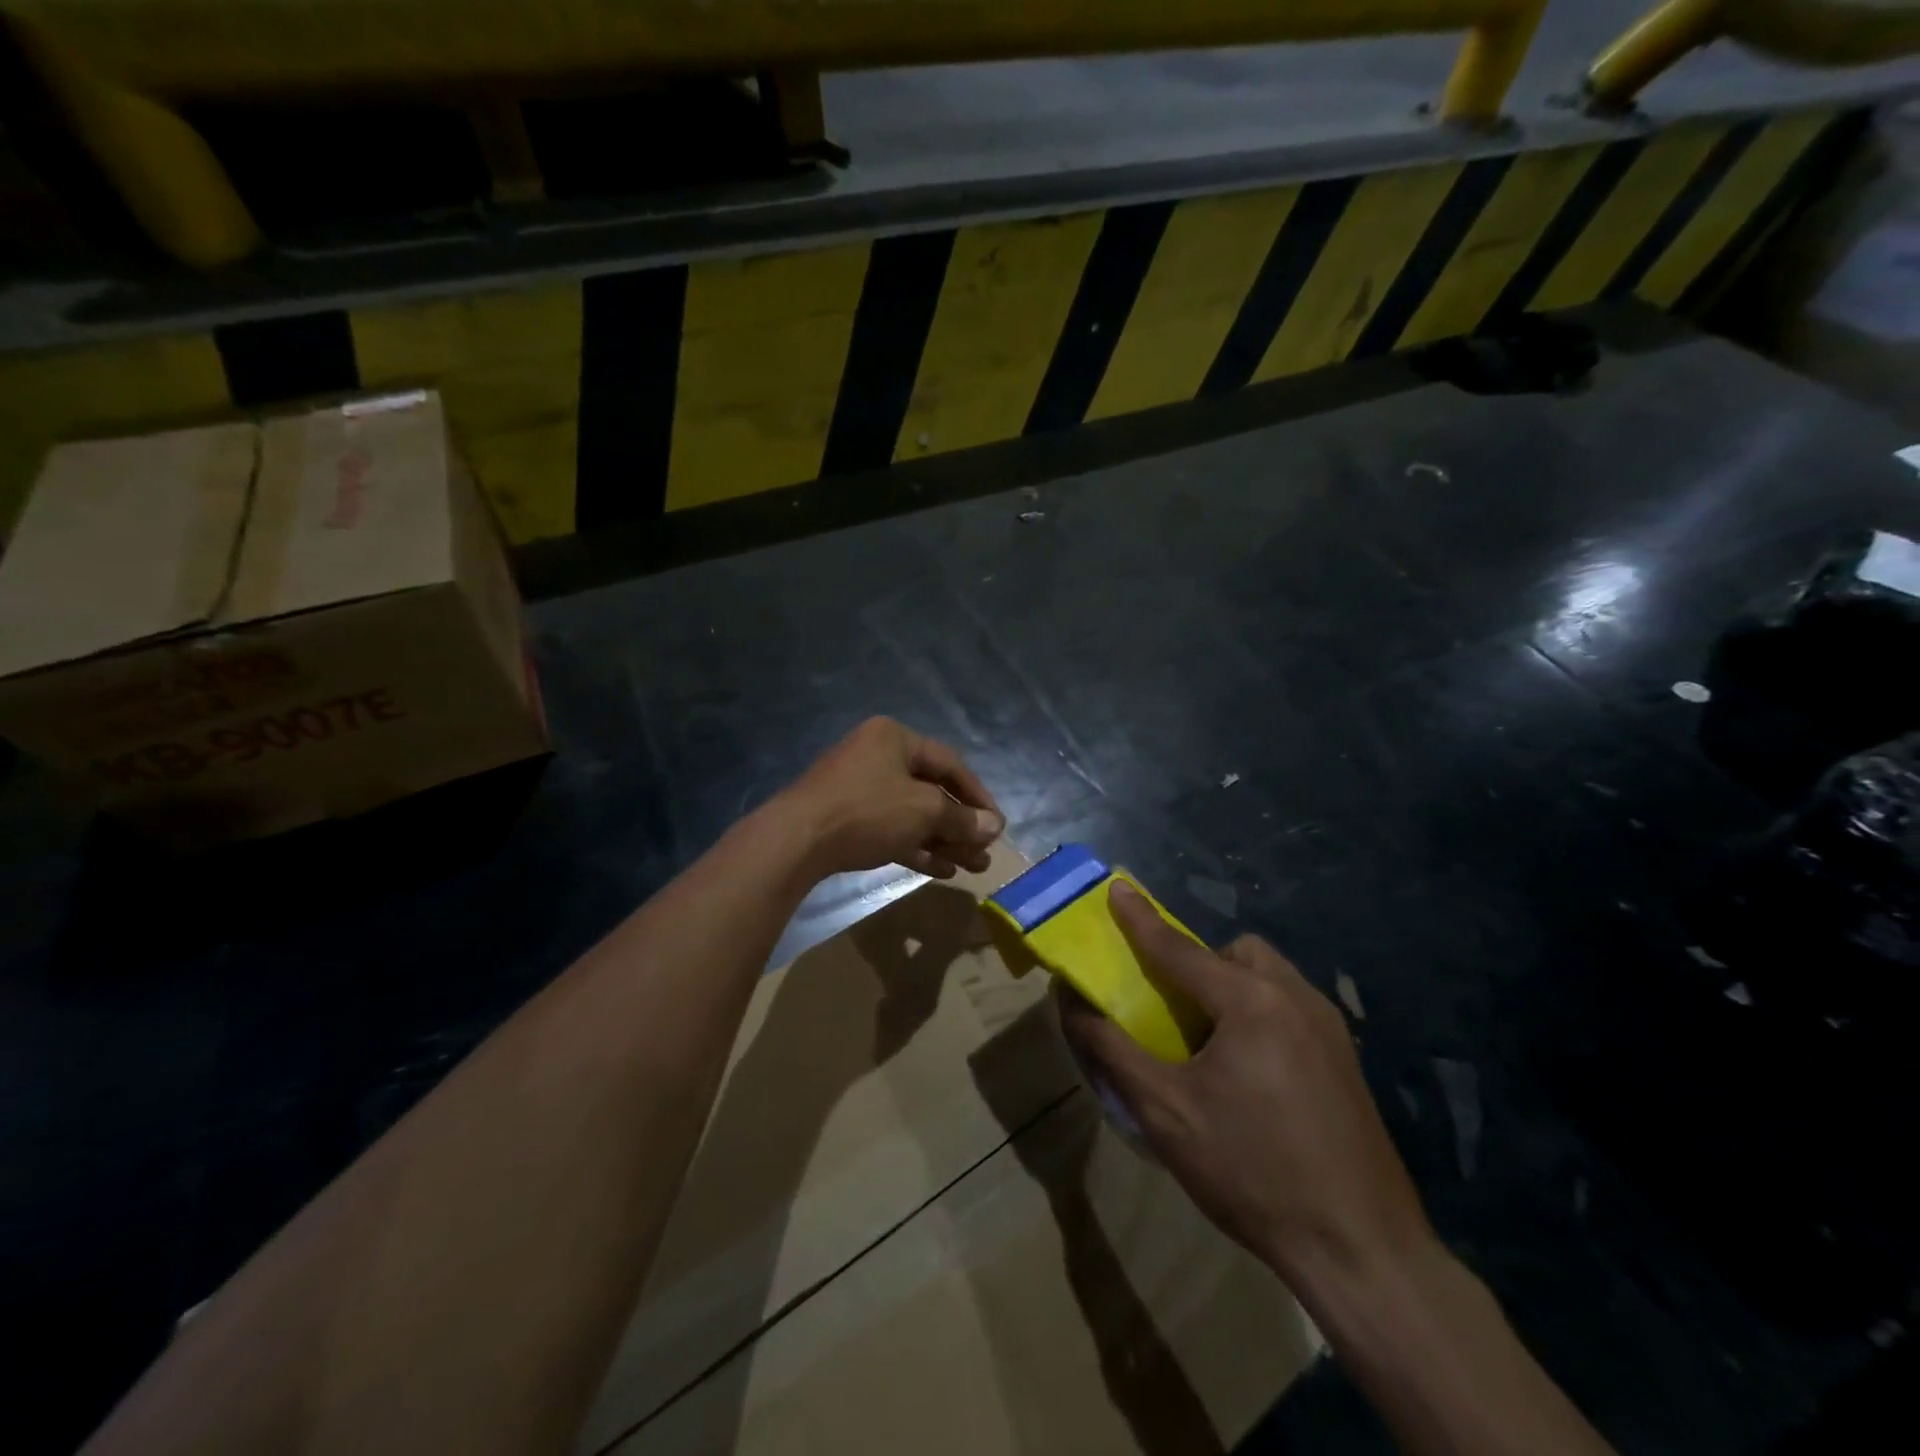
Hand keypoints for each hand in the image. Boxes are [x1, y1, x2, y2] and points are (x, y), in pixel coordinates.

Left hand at [779, 717, 1003, 879]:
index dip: (978, 795)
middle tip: (985, 852)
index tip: (997, 824)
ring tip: (972, 867)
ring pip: (912, 814)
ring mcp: (859, 788)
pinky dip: (916, 846)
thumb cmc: (867, 811)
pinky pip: (891, 829)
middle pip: (931, 790)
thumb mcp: (923, 811)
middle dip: (961, 824)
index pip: (950, 763)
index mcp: (894, 738)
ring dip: (943, 839)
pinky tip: (941, 869)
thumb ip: (962, 818)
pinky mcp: (846, 818)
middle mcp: (877, 756)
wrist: (796, 841)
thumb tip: (994, 826)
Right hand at [1059, 881, 1434, 1289]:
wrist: (1362, 1251)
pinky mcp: (1346, 1057)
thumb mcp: (1165, 1111)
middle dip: (1201, 961)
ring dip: (1232, 985)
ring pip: (1269, 976)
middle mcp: (1294, 997)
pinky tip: (1252, 1070)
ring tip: (1212, 1039)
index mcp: (1249, 1002)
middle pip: (1237, 952)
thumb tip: (1071, 1002)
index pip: (1179, 948)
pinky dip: (1260, 1011)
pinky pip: (1291, 1005)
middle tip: (1176, 1005)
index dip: (1141, 920)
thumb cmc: (1251, 1172)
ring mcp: (1329, 1027)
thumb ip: (1112, 1048)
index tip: (1117, 888)